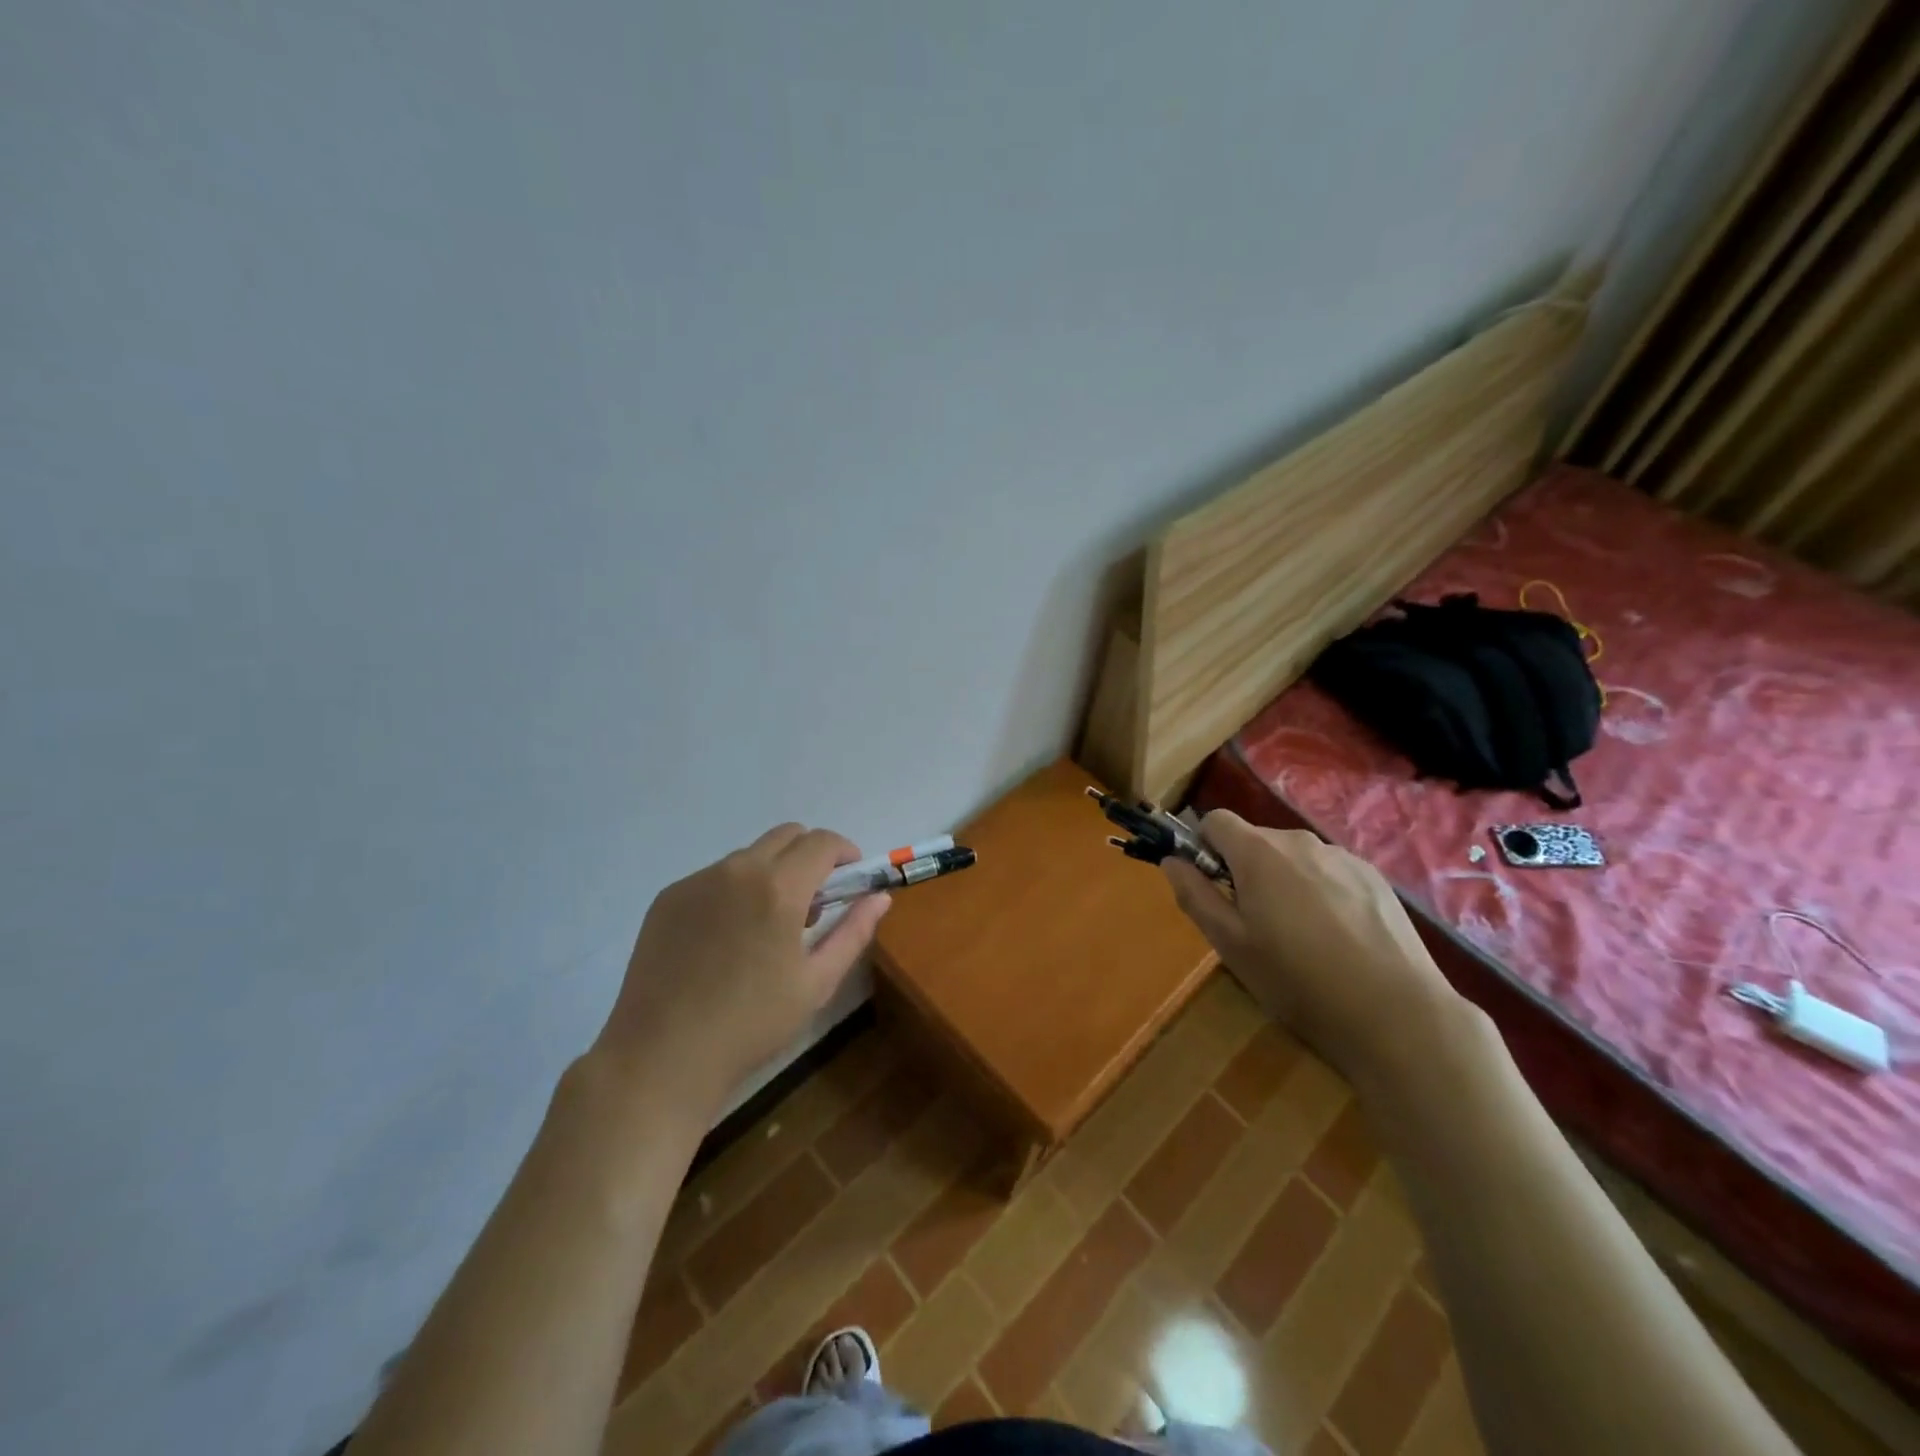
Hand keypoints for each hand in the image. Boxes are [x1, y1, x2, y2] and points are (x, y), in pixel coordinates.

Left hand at [593, 824, 890, 1113]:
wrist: (662, 1056)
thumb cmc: (751, 1024)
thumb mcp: (816, 982)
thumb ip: (853, 931)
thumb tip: (880, 897)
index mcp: (779, 888)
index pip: (822, 842)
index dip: (844, 852)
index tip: (851, 878)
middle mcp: (737, 870)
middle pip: (787, 836)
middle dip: (810, 856)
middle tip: (814, 902)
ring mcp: (697, 881)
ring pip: (750, 856)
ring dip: (772, 873)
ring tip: (767, 926)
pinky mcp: (669, 897)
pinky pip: (715, 877)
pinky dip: (735, 890)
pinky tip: (727, 939)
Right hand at [1162, 810, 1464, 1083]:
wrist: (1396, 1014)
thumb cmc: (1298, 981)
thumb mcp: (1230, 944)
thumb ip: (1195, 895)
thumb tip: (1172, 860)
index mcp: (1258, 853)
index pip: (1215, 820)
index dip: (1204, 847)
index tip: (1211, 886)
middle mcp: (1300, 841)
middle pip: (1256, 840)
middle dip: (1245, 869)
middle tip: (1254, 923)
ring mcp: (1343, 857)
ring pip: (1295, 858)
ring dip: (1284, 881)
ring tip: (1300, 936)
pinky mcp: (1375, 878)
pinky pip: (1330, 872)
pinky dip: (1321, 892)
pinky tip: (1338, 937)